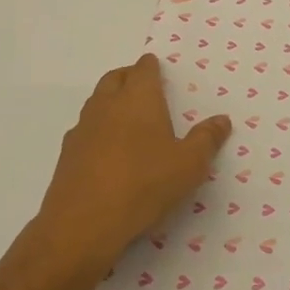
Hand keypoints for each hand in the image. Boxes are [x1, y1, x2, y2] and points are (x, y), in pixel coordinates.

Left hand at [25, 55, 230, 279]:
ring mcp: (83, 129)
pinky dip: (97, 131)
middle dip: (128, 77)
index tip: (157, 67)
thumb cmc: (144, 184)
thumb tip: (222, 120)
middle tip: (143, 86)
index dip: (151, 66)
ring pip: (96, 102)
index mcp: (139, 99)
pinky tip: (108, 151)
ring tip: (127, 117)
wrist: (83, 223)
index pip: (143, 69)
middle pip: (114, 78)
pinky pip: (85, 131)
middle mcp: (107, 105)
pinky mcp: (67, 155)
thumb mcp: (189, 164)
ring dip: (110, 102)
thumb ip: (207, 139)